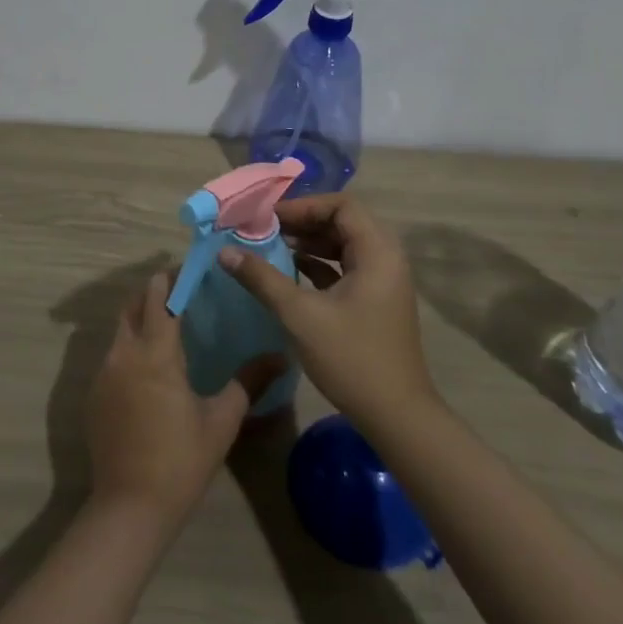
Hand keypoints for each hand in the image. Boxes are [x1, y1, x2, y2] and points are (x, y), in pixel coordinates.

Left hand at [85, 274, 282, 527]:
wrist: (130, 507)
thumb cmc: (181, 460)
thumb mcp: (222, 420)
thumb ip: (249, 382)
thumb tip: (281, 356)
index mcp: (155, 352)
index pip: (160, 296)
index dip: (172, 278)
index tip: (191, 268)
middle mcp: (124, 353)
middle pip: (134, 305)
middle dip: (154, 292)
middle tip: (181, 291)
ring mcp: (103, 373)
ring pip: (120, 330)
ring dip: (140, 318)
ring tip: (168, 325)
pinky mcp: (94, 395)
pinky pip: (112, 356)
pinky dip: (129, 347)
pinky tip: (149, 368)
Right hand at [220, 195, 436, 431]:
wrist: (397, 417)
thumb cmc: (351, 358)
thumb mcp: (300, 316)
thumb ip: (262, 279)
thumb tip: (225, 251)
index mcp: (378, 252)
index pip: (342, 205)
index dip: (304, 206)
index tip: (269, 217)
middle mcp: (386, 258)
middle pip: (343, 222)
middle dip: (303, 222)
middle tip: (265, 229)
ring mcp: (383, 281)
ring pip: (343, 245)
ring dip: (309, 242)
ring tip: (272, 246)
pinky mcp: (376, 301)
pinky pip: (346, 267)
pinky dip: (319, 264)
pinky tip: (290, 271)